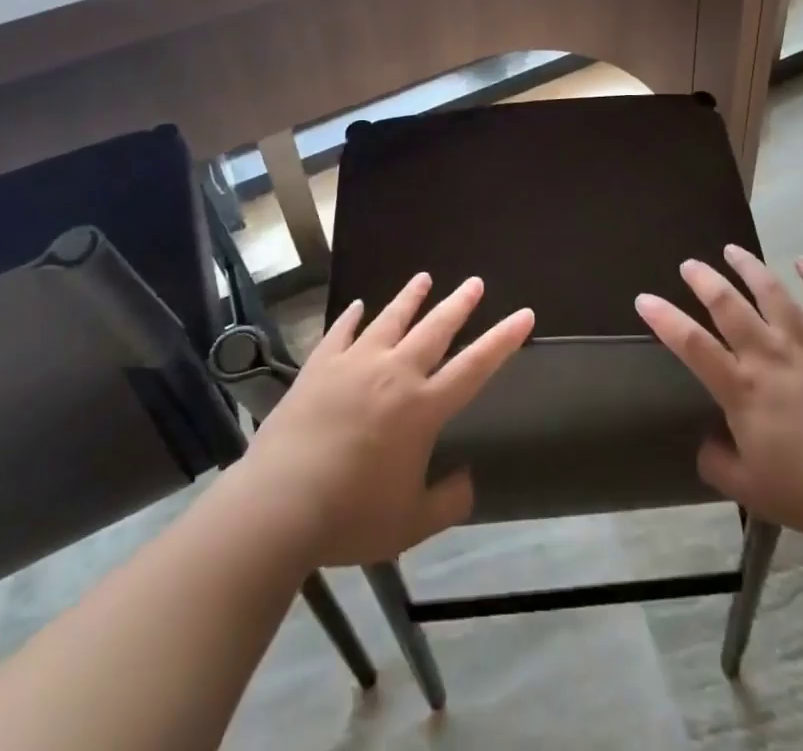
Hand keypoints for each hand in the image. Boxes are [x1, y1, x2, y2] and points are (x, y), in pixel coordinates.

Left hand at [238, 273, 534, 566]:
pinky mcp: (319, 367)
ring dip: (410, 298)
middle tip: (475, 282)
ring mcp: (354, 364)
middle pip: (435, 329)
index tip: (524, 314)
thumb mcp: (410, 525)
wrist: (278, 505)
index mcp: (422, 408)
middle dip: (459, 304)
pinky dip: (351, 317)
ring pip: (390, 319)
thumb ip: (448, 502)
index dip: (503, 340)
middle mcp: (394, 373)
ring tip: (424, 278)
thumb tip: (468, 479)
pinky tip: (357, 306)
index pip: (474, 366)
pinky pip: (340, 333)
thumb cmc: (350, 516)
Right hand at [636, 245, 802, 544]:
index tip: (644, 298)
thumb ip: (719, 465)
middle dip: (704, 280)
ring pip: (773, 292)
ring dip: (749, 267)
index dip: (664, 319)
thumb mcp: (752, 491)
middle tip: (690, 265)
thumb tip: (705, 445)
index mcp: (742, 389)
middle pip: (728, 305)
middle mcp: (768, 355)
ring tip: (733, 250)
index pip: (691, 345)